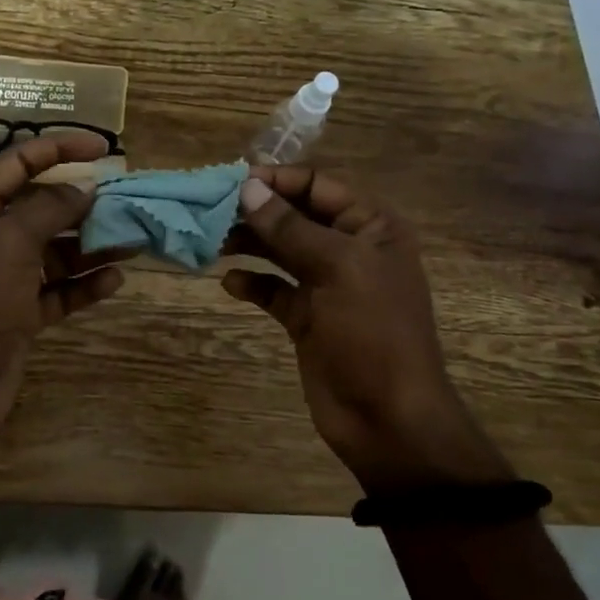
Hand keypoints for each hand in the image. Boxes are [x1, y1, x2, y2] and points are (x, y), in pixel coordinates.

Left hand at [0, 130, 124, 437]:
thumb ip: (51, 209)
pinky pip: (59, 292)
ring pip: (57, 253)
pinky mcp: (20, 317)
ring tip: (133, 241)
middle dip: (84, 204)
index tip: (103, 148)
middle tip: (128, 202)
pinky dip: (84, 285)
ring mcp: (6, 281)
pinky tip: (114, 280)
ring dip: (92, 246)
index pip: (20, 163)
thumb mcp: (11, 241)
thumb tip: (84, 188)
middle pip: (44, 210)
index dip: (60, 149)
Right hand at [223, 166, 511, 491]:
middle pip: (295, 215)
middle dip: (256, 211)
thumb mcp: (337, 269)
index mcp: (371, 227)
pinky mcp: (307, 318)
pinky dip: (252, 283)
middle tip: (212, 212)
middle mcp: (350, 249)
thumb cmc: (373, 332)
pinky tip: (230, 284)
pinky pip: (274, 289)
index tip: (233, 182)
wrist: (388, 419)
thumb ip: (290, 227)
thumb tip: (249, 188)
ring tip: (212, 242)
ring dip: (249, 243)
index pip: (318, 185)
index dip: (277, 179)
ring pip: (280, 250)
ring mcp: (328, 285)